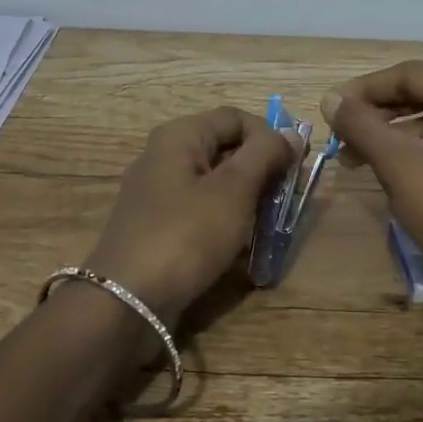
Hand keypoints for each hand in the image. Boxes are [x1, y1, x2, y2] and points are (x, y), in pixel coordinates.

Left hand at [84, 106, 300, 322]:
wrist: (127, 302)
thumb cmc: (185, 235)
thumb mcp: (233, 190)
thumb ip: (265, 155)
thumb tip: (291, 134)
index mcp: (179, 136)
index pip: (236, 118)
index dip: (270, 137)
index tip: (295, 168)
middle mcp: (164, 156)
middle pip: (226, 149)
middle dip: (261, 172)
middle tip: (285, 201)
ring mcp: (158, 194)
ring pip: (216, 184)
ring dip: (247, 201)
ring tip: (268, 228)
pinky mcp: (158, 227)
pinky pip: (201, 213)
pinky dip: (226, 224)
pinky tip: (242, 249)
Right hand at [321, 61, 422, 307]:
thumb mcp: (398, 163)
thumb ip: (361, 124)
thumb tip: (329, 99)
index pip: (412, 74)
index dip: (364, 89)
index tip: (330, 108)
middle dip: (379, 115)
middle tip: (340, 134)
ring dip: (396, 136)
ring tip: (356, 157)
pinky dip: (422, 153)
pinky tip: (392, 172)